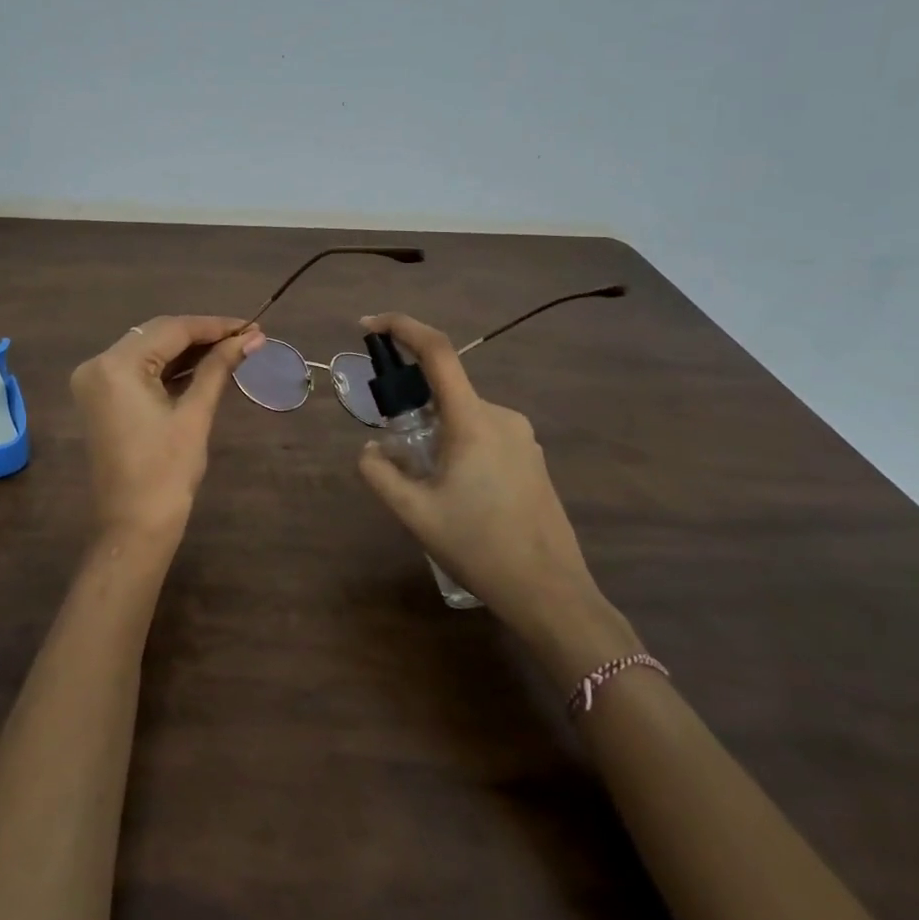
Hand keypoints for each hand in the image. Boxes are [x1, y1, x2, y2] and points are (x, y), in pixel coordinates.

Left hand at [70, 315, 265, 554]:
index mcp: (115, 365)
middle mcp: (97, 365)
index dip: (214, 325)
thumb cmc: (166, 473)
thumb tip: (252, 338)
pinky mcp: (102, 399)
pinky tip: (203, 367)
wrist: (133, 528)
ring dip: (187, 351)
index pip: (170, 330)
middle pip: (156, 336)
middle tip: (246, 337)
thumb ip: (218, 368)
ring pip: (148, 351)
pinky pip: (138, 372)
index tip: (252, 325)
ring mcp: (95, 382)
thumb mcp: (195, 415)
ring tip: (232, 349)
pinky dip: (169, 368)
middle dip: (202, 336)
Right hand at [355, 312, 639, 683]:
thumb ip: (379, 473)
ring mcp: (522, 437)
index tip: (368, 326)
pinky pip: (483, 434)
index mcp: (473, 420)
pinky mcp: (531, 457)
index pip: (437, 352)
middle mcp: (502, 416)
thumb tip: (371, 450)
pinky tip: (457, 494)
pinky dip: (457, 446)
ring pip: (463, 417)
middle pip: (445, 391)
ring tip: (427, 486)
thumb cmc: (479, 547)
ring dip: (435, 434)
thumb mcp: (414, 513)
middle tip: (395, 451)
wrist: (550, 593)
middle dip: (412, 408)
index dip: (401, 328)